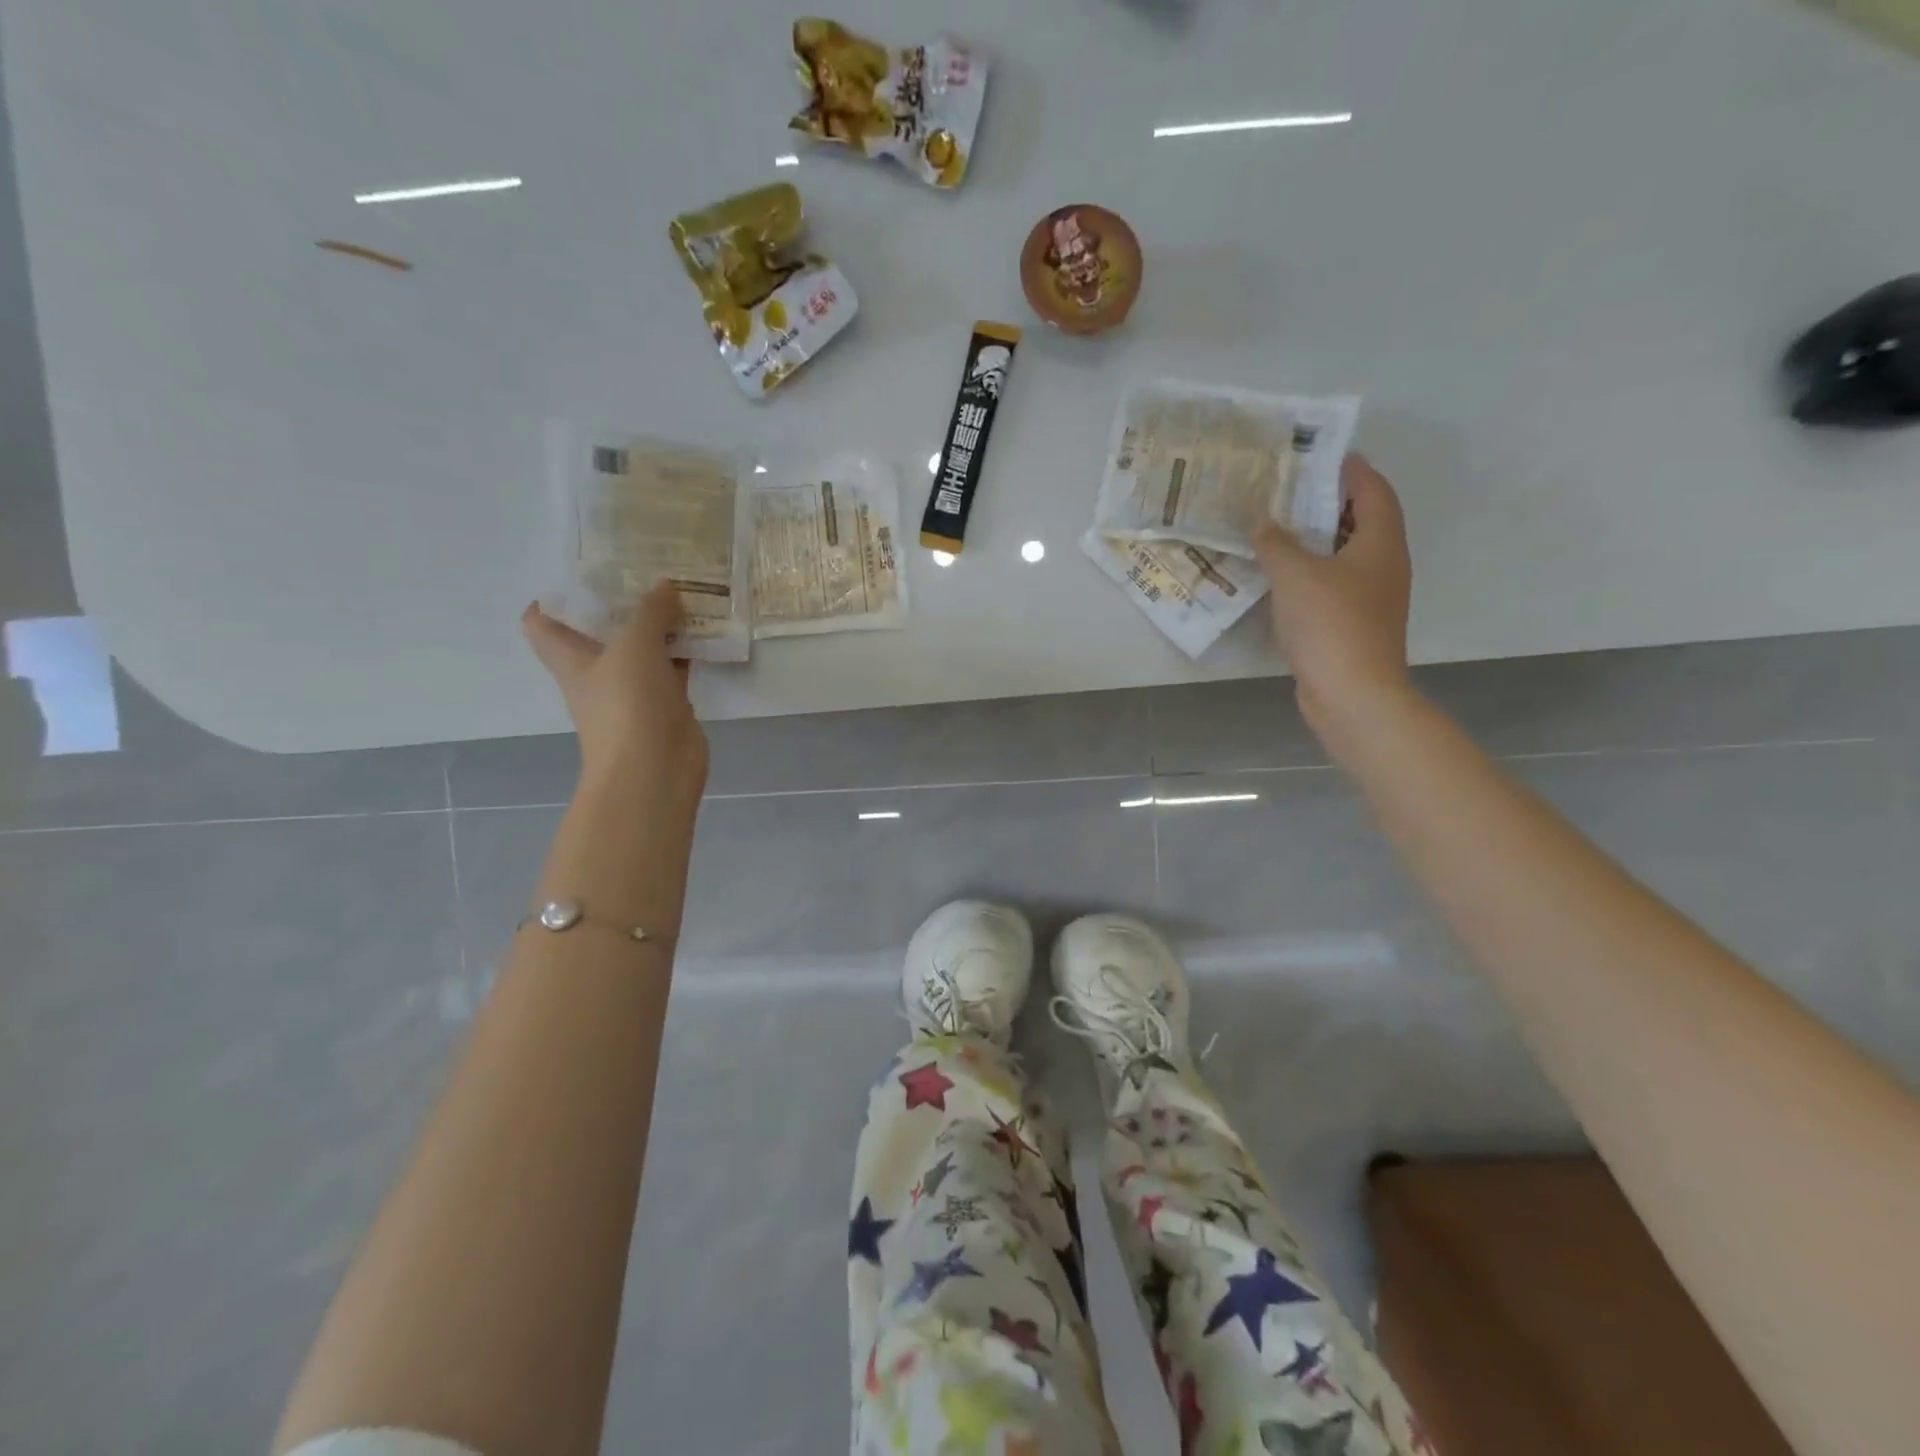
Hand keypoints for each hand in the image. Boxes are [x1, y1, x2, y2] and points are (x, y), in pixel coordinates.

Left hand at [521, 585, 709, 808]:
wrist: (654, 769)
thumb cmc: (627, 704)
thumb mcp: (634, 646)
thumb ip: (650, 612)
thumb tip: (665, 586)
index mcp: (571, 658)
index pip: (542, 623)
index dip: (552, 597)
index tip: (580, 572)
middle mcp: (598, 672)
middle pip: (599, 630)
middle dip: (619, 602)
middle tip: (644, 569)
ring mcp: (634, 689)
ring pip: (643, 647)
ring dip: (659, 623)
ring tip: (681, 589)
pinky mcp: (667, 703)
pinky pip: (674, 667)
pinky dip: (687, 649)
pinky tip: (706, 628)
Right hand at [1254, 453, 1412, 735]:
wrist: (1352, 693)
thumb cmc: (1330, 624)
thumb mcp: (1295, 575)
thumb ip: (1276, 544)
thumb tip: (1262, 523)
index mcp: (1380, 543)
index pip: (1374, 491)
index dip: (1353, 470)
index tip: (1324, 455)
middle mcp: (1383, 566)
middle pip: (1361, 521)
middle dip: (1329, 503)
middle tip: (1290, 490)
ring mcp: (1370, 598)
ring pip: (1345, 555)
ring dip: (1316, 540)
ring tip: (1278, 528)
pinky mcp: (1353, 625)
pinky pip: (1332, 585)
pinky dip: (1310, 573)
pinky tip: (1279, 577)